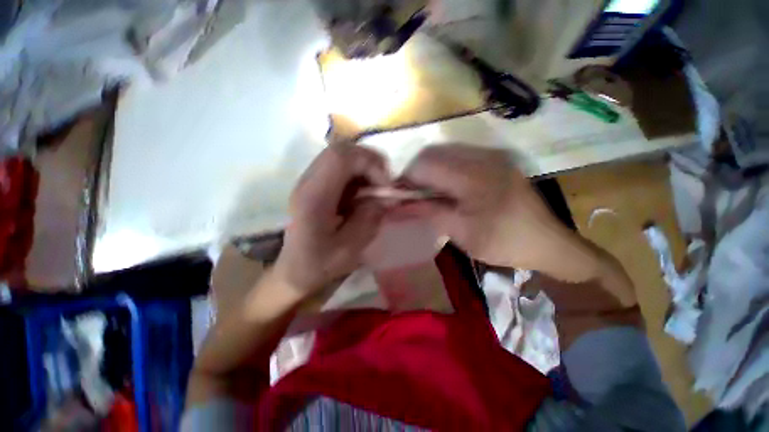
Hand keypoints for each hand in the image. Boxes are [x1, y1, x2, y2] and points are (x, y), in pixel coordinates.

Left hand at [273, 143, 389, 300]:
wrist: (294, 270)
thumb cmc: (319, 264)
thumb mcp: (350, 249)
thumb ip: (369, 220)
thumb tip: (384, 197)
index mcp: (314, 197)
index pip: (340, 157)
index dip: (369, 163)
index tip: (385, 186)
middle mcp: (308, 182)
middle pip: (341, 150)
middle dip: (370, 162)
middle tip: (384, 184)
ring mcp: (310, 181)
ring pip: (341, 155)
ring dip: (365, 167)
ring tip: (375, 189)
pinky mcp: (316, 185)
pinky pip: (341, 168)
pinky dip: (358, 175)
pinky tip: (363, 193)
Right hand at [398, 144, 568, 269]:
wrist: (548, 242)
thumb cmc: (503, 242)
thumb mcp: (461, 233)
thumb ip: (428, 213)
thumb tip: (400, 204)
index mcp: (473, 177)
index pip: (425, 165)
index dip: (406, 178)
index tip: (399, 195)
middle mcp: (482, 157)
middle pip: (432, 153)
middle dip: (416, 172)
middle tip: (412, 194)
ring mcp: (491, 155)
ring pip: (445, 152)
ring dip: (429, 170)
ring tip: (427, 191)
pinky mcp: (496, 159)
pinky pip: (459, 156)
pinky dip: (444, 169)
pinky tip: (446, 187)